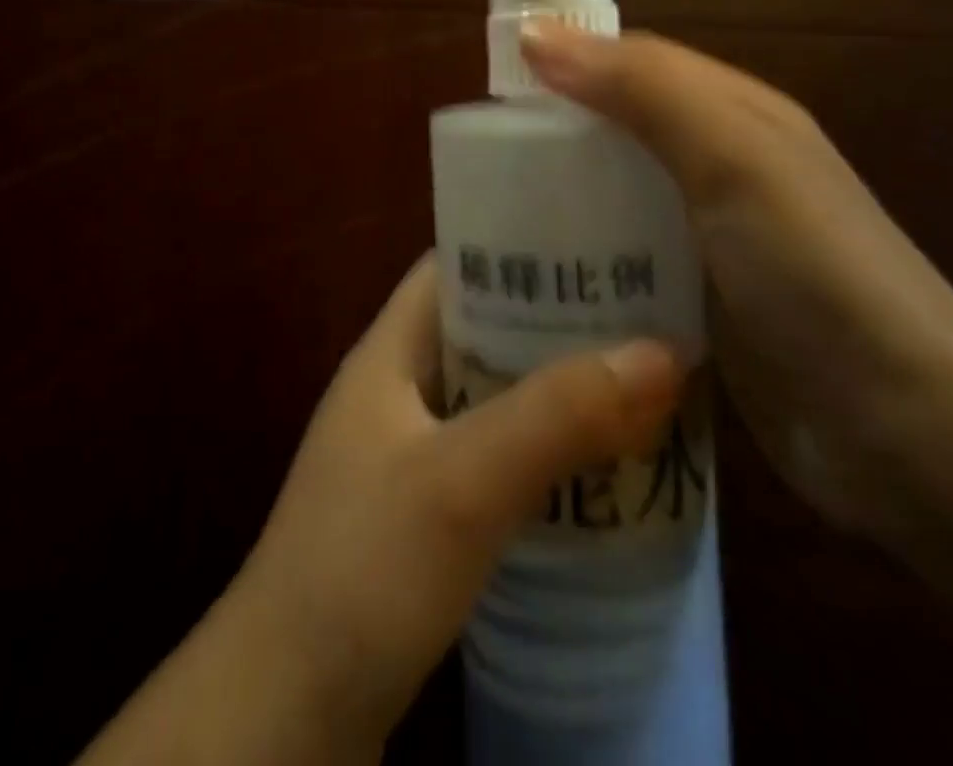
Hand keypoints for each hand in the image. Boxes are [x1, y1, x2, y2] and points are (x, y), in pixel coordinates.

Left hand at [233, 255, 682, 753]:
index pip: (454, 265)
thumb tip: (664, 351)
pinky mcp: (425, 511)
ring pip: (494, 394)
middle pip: (483, 327)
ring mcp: (409, 451)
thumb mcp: (463, 481)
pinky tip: (600, 467)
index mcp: (389, 351)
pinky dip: (545, 449)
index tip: (598, 243)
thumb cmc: (364, 567)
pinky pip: (496, 454)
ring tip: (639, 381)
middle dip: (556, 320)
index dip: (519, 246)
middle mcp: (397, 388)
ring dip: (556, 389)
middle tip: (642, 314)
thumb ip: (556, 415)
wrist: (288, 709)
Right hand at [521, 21, 952, 539]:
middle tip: (478, 163)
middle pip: (620, 130)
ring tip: (493, 221)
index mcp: (734, 114)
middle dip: (555, 136)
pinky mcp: (698, 299)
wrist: (904, 430)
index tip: (494, 85)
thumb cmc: (812, 271)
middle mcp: (721, 166)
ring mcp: (710, 238)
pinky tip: (539, 276)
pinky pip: (624, 258)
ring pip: (617, 196)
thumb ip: (641, 88)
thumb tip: (536, 34)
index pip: (633, 64)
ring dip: (564, 200)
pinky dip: (584, 256)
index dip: (567, 61)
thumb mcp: (730, 157)